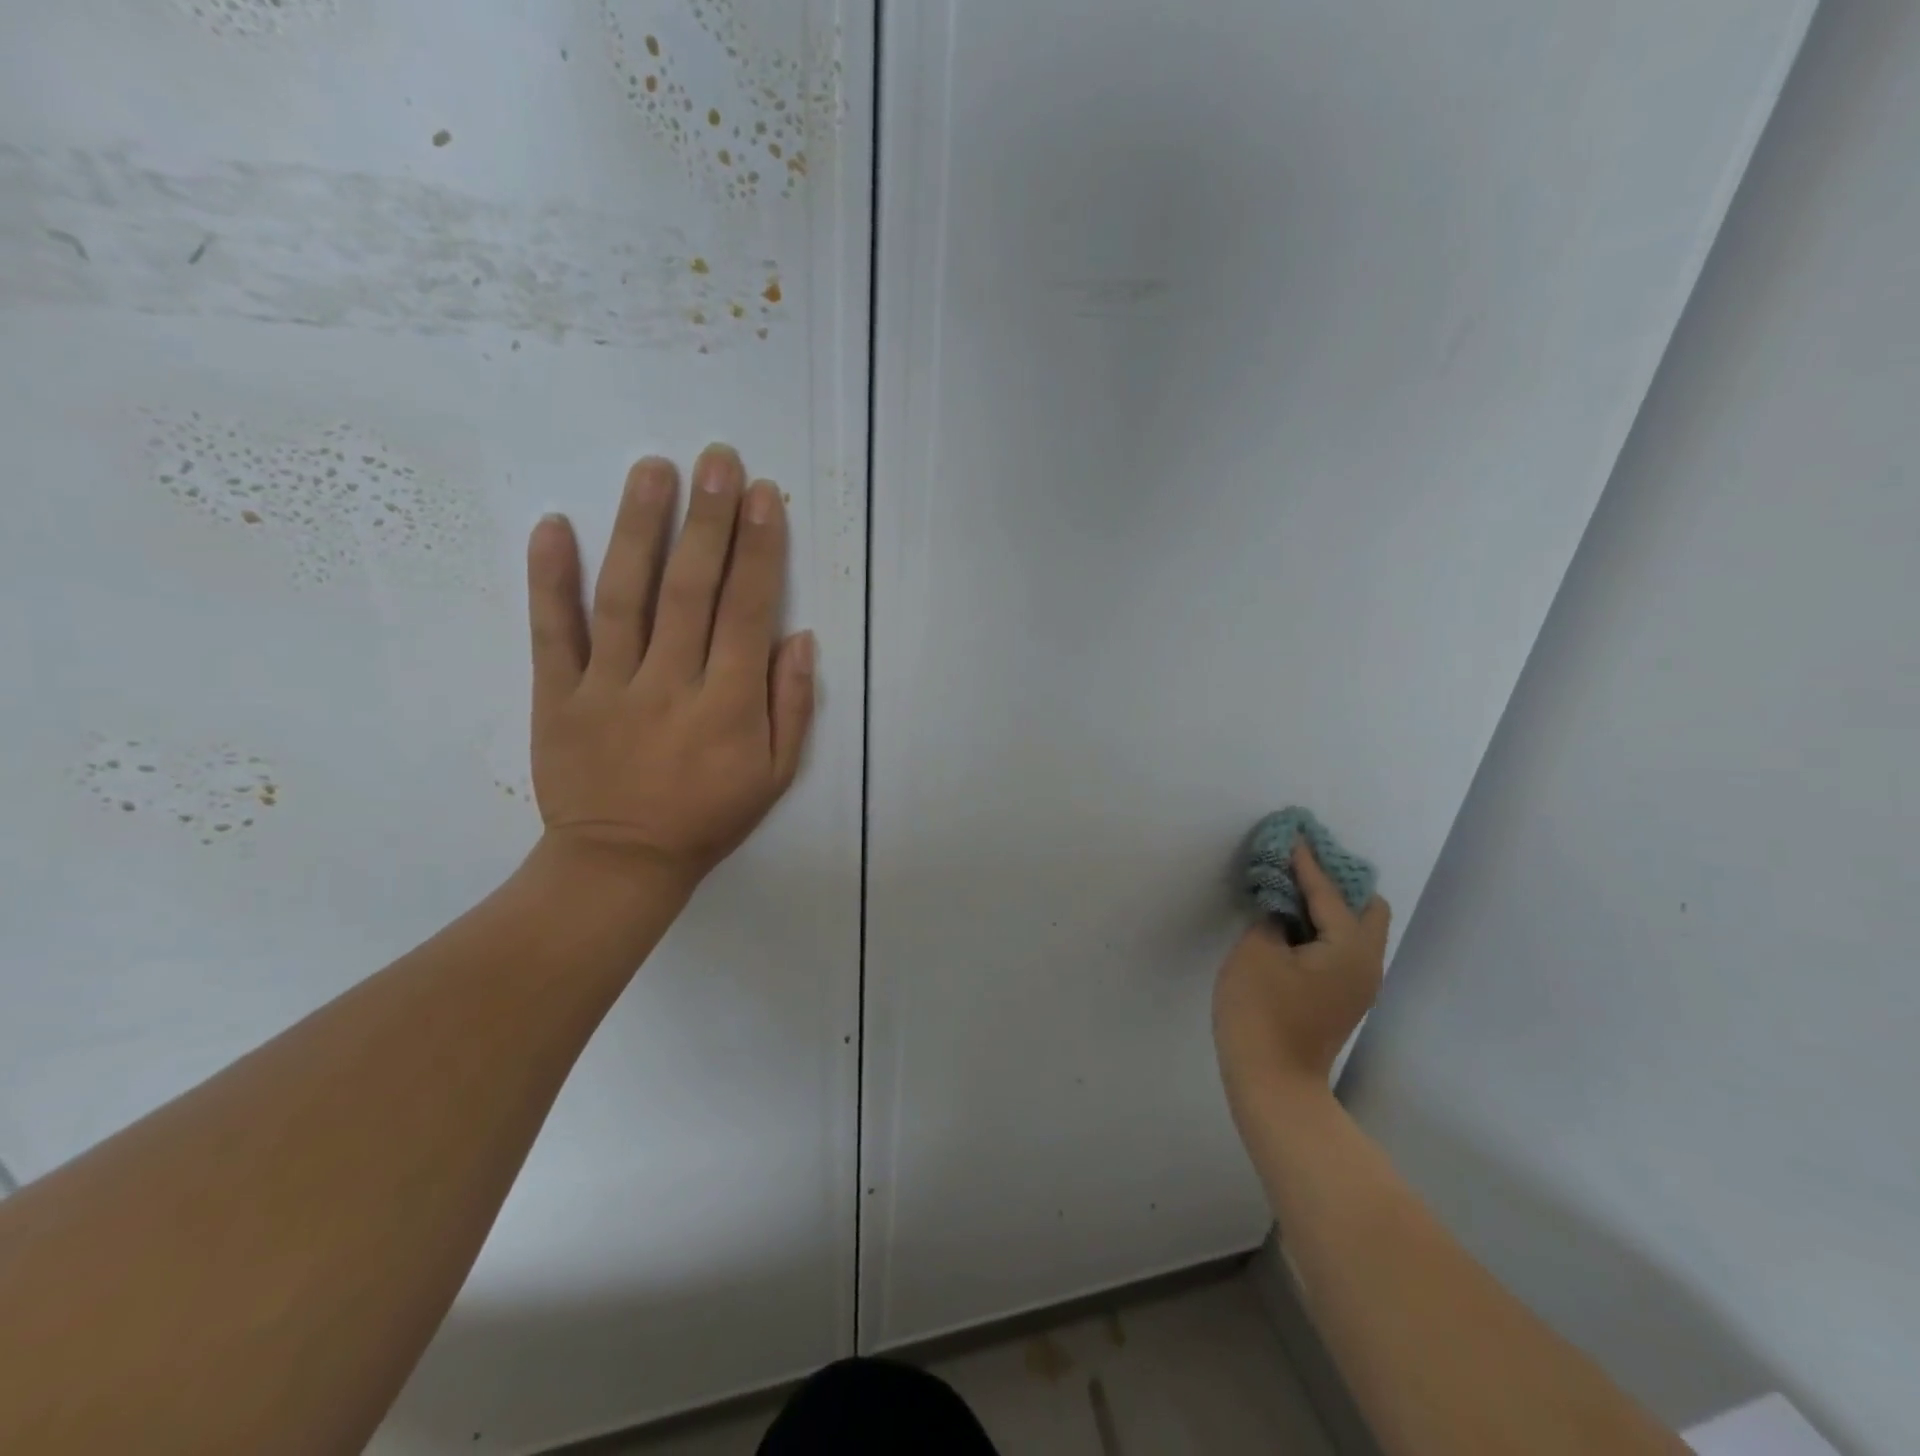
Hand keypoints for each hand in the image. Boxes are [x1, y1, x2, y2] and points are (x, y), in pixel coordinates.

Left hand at [522, 445, 815, 893]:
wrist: (620, 864)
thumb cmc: (708, 817)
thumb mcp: (775, 775)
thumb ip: (791, 705)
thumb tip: (799, 636)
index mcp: (728, 706)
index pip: (747, 611)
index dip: (759, 550)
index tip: (763, 495)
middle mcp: (671, 685)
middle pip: (691, 590)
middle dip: (708, 520)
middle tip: (717, 458)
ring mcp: (608, 687)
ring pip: (624, 596)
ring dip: (640, 529)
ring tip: (653, 469)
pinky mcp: (557, 696)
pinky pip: (552, 632)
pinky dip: (549, 578)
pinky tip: (554, 524)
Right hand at [1213, 840, 1391, 1106]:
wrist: (1272, 1082)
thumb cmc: (1261, 1012)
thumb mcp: (1256, 952)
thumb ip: (1272, 917)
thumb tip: (1282, 908)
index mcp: (1349, 947)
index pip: (1329, 892)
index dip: (1306, 861)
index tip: (1293, 833)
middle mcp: (1366, 962)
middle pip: (1365, 907)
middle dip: (1335, 881)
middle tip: (1298, 866)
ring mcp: (1358, 983)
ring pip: (1357, 928)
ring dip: (1330, 904)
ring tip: (1292, 888)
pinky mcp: (1343, 997)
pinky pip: (1343, 946)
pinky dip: (1324, 927)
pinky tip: (1293, 923)